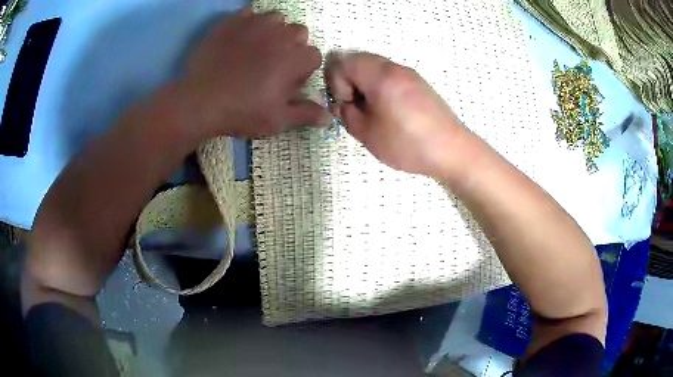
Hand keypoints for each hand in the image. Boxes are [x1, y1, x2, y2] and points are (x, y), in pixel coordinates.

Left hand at [175, 10, 326, 139]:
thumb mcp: (277, 120)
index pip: (314, 56)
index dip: (303, 70)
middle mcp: (281, 35)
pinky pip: (249, 13)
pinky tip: (240, 38)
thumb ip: (305, 114)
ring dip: (274, 31)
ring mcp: (256, 24)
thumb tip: (329, 117)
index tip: (288, 82)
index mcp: (296, 58)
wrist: (200, 101)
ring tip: (257, 47)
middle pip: (299, 32)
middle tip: (273, 64)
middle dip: (292, 46)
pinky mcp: (233, 21)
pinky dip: (249, 23)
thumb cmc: (242, 112)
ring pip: (277, 18)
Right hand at [325, 52, 469, 178]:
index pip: (343, 62)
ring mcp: (410, 74)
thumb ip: (346, 114)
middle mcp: (395, 68)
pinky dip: (380, 87)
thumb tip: (343, 103)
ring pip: (375, 68)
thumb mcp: (367, 133)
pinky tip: (389, 111)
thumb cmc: (407, 143)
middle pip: (359, 61)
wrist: (452, 150)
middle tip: (355, 106)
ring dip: (365, 84)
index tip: (347, 104)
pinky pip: (391, 76)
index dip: (336, 83)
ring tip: (372, 111)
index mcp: (381, 76)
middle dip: (349, 81)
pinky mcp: (420, 84)